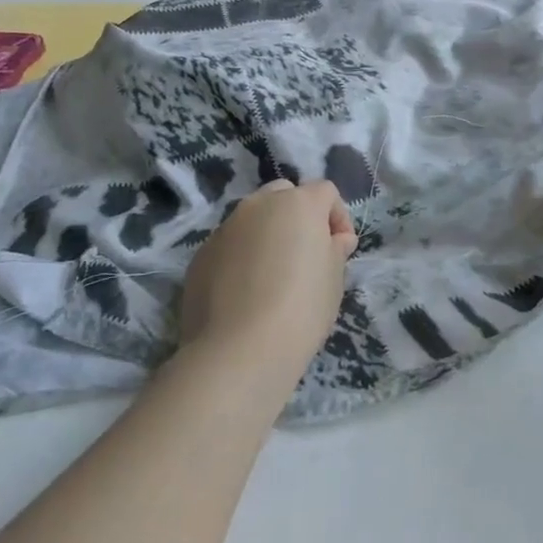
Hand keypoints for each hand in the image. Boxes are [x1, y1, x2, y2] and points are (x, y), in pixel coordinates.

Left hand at [179, 179, 356, 392]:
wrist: (238, 351)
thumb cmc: (300, 309)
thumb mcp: (334, 279)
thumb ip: (336, 249)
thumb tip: (335, 239)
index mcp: (298, 203)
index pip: (326, 192)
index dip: (338, 217)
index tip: (341, 250)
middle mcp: (259, 204)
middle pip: (285, 195)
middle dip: (299, 216)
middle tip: (306, 254)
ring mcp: (225, 227)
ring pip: (253, 218)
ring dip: (267, 235)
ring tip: (273, 275)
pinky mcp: (201, 254)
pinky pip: (230, 244)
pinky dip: (242, 256)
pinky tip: (245, 292)